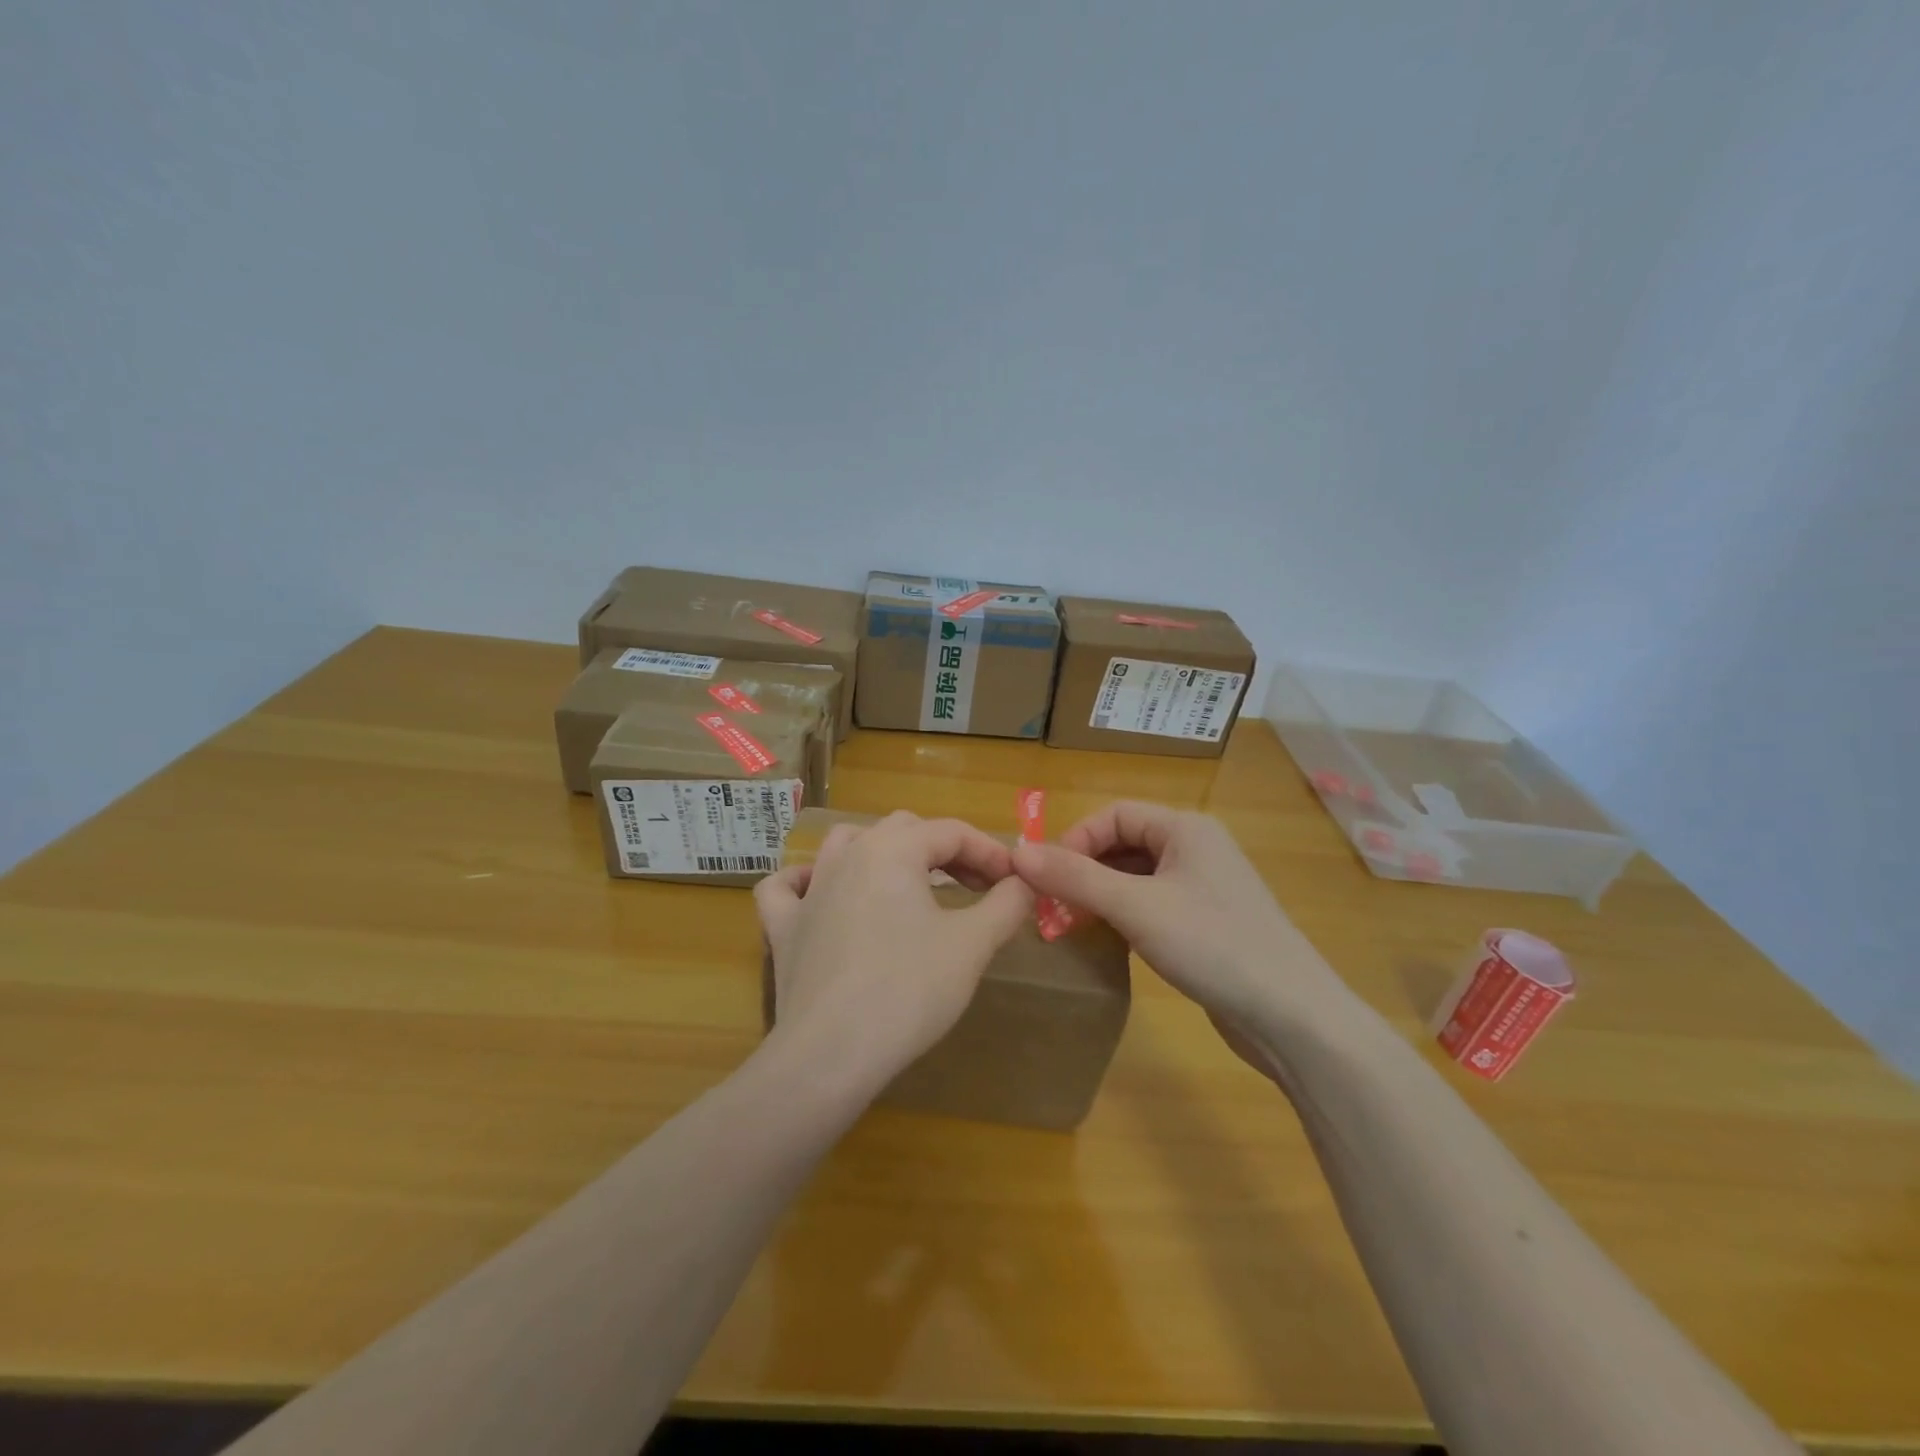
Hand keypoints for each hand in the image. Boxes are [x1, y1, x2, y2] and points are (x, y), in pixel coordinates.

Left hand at [754, 811, 1034, 1095]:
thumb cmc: (908, 991)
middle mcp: (847, 856)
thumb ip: (1006, 905)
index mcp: (893, 849)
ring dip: (882, 853)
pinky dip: (806, 883)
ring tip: (908, 881)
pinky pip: (787, 888)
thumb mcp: (972, 945)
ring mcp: (809, 890)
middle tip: (976, 888)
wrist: (831, 1053)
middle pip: (904, 830)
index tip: (1015, 882)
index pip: (952, 832)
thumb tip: (1024, 883)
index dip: (990, 851)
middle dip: (945, 851)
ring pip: (846, 844)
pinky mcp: (783, 928)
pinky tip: (821, 895)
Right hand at [1011, 802, 1344, 1029]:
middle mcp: (1197, 848)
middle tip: (1052, 904)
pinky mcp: (1208, 922)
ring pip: (1137, 876)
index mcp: (1186, 828)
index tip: (1045, 878)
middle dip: (1085, 868)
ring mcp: (1205, 887)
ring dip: (1102, 893)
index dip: (1075, 839)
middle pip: (1125, 843)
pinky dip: (1125, 914)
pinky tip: (1110, 939)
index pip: (1115, 814)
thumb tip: (1018, 853)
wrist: (1292, 1017)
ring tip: (1072, 922)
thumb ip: (1075, 877)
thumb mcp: (1135, 907)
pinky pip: (1153, 903)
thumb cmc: (1213, 945)